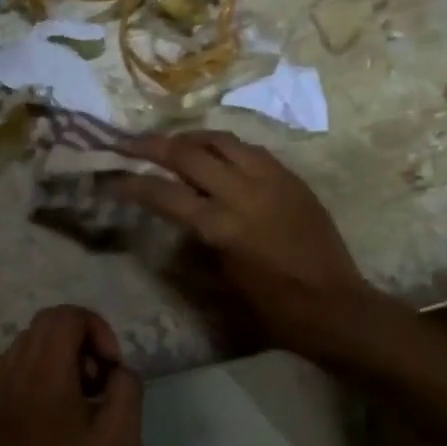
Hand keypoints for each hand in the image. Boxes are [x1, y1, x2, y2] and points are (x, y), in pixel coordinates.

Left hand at [0, 306, 143, 445]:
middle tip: (99, 381)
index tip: (112, 367)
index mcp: (43, 373)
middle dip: (80, 339)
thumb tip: (116, 370)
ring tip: (78, 397)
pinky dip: (35, 373)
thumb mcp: (122, 438)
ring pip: (26, 345)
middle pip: (45, 324)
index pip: (66, 315)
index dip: (98, 328)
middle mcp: (11, 372)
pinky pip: (11, 369)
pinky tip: (51, 411)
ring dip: (57, 355)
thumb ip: (126, 386)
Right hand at [112, 130, 368, 352]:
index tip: (113, 176)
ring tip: (170, 141)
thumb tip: (175, 213)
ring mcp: (271, 179)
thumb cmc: (271, 307)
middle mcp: (243, 193)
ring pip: (221, 139)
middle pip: (188, 153)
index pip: (164, 193)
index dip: (133, 183)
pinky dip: (225, 146)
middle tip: (128, 142)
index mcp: (221, 227)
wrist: (333, 305)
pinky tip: (215, 153)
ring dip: (190, 137)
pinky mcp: (291, 177)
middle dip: (151, 145)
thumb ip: (194, 240)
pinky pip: (251, 149)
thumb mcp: (221, 280)